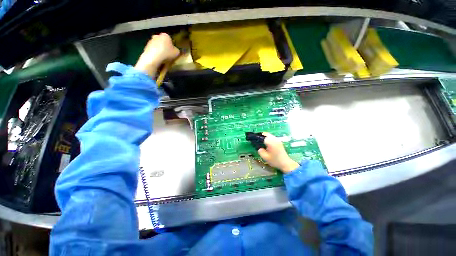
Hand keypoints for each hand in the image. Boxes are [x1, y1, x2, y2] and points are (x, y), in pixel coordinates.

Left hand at [134, 33, 179, 77]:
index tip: (173, 52)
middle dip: (165, 47)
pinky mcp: (146, 46)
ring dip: (160, 51)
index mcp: (165, 35)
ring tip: (163, 59)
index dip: (172, 46)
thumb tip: (175, 50)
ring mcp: (150, 41)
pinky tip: (158, 60)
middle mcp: (157, 35)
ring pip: (157, 46)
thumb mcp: (177, 53)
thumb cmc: (167, 54)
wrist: (153, 58)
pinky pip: (153, 50)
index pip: (170, 40)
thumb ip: (177, 50)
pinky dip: (155, 54)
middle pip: (163, 42)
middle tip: (168, 55)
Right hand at [258, 132, 299, 172]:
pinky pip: (272, 137)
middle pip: (266, 134)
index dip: (257, 137)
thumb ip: (260, 151)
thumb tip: (259, 148)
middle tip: (256, 140)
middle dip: (260, 136)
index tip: (253, 140)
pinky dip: (268, 138)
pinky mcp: (279, 142)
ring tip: (261, 142)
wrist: (286, 163)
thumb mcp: (265, 157)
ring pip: (269, 135)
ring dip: (264, 137)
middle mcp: (274, 139)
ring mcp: (277, 140)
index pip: (262, 136)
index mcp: (270, 142)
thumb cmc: (275, 161)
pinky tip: (266, 143)